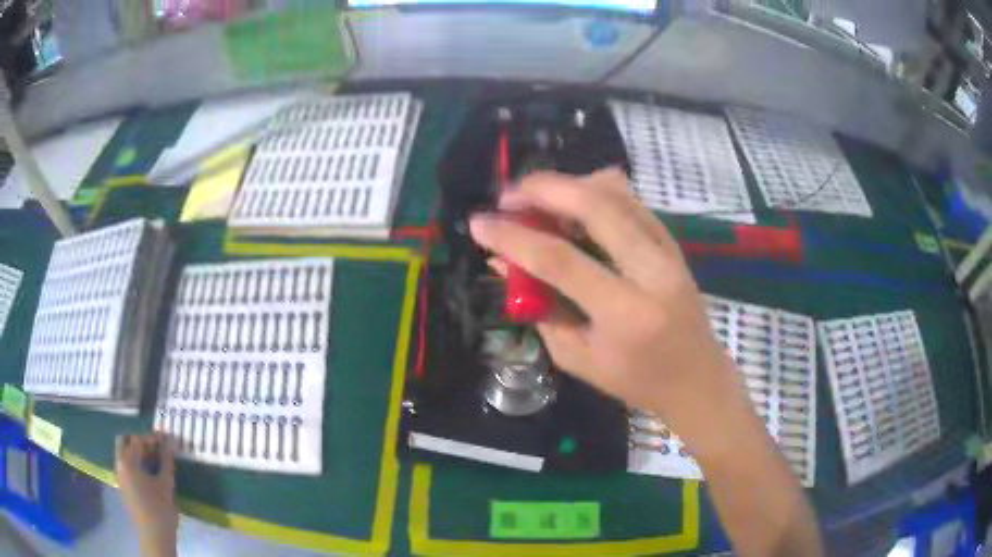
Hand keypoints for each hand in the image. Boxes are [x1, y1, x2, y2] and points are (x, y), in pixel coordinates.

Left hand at [115, 433, 177, 555]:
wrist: (155, 535)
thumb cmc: (160, 508)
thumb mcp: (166, 483)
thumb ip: (166, 460)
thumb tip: (171, 442)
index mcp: (128, 461)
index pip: (138, 440)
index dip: (152, 438)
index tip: (166, 440)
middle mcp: (119, 464)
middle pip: (124, 442)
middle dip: (139, 441)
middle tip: (156, 447)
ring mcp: (119, 475)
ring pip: (124, 454)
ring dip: (137, 452)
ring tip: (155, 460)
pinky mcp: (123, 485)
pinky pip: (126, 466)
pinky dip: (135, 463)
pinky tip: (149, 472)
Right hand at [470, 168, 751, 457]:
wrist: (696, 378)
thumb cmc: (635, 380)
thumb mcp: (578, 358)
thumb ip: (539, 307)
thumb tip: (503, 263)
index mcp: (625, 312)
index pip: (559, 260)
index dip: (513, 237)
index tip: (479, 224)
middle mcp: (652, 270)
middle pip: (595, 205)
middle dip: (543, 190)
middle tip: (507, 196)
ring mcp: (667, 250)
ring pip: (616, 192)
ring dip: (569, 185)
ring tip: (535, 197)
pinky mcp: (672, 242)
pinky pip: (630, 200)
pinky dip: (596, 190)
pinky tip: (572, 199)